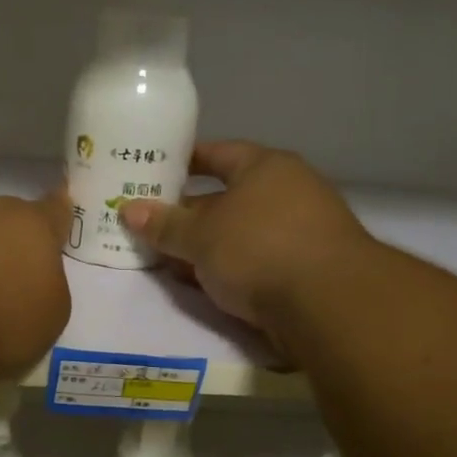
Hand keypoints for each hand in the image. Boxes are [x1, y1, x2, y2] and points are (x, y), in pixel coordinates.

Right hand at [119, 142, 370, 334]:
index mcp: (265, 167)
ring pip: (239, 234)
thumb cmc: (259, 248)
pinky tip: (200, 285)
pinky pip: (254, 262)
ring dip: (206, 246)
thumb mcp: (200, 235)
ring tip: (166, 259)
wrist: (328, 303)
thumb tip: (128, 210)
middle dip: (189, 213)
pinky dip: (227, 270)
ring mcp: (300, 232)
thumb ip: (164, 224)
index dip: (184, 161)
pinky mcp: (305, 270)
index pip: (218, 153)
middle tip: (150, 225)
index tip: (154, 172)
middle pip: (227, 197)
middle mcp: (288, 192)